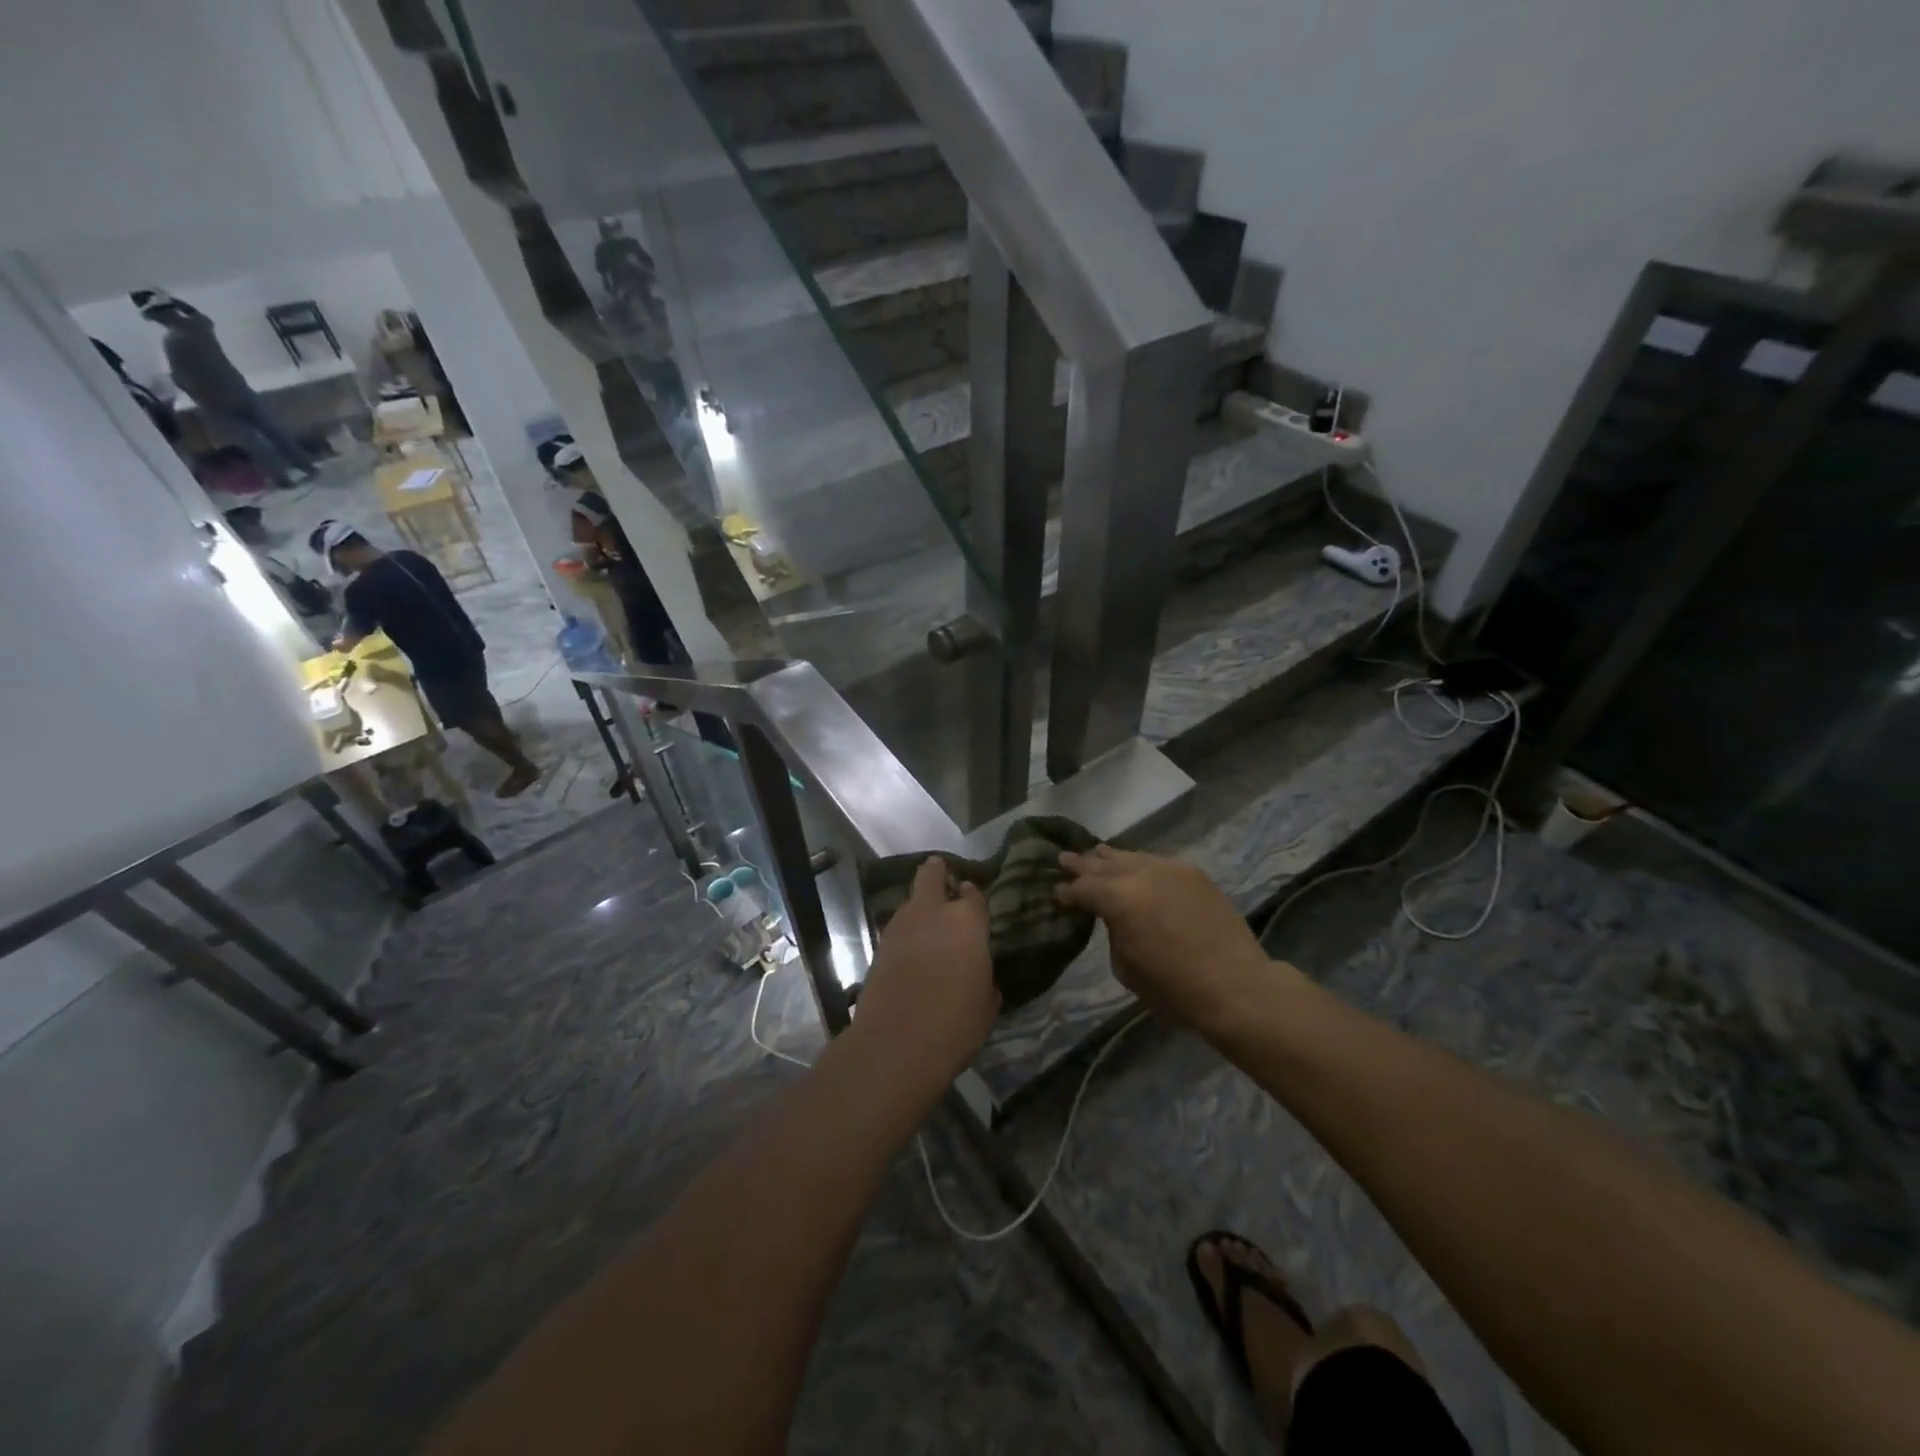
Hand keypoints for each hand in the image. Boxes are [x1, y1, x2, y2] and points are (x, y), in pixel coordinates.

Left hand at [849, 857, 999, 1095]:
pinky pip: (898, 928)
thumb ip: (983, 977)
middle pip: (931, 876)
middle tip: (941, 873)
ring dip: (919, 905)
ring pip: (911, 901)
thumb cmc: (956, 1024)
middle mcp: (932, 913)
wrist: (895, 1044)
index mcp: (967, 921)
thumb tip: (976, 974)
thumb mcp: (986, 1003)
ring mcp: (901, 927)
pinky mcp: (879, 947)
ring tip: (927, 919)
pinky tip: (912, 947)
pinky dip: (906, 931)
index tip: (971, 895)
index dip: (972, 895)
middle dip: (936, 872)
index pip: (973, 895)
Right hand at [1056, 846, 1292, 1032]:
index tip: (1058, 893)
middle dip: (1083, 864)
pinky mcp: (1193, 873)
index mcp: (1119, 900)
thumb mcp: (1126, 968)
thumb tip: (1113, 917)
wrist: (1236, 986)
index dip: (1068, 891)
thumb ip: (1113, 932)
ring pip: (1132, 857)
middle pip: (1104, 865)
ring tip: (1096, 853)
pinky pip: (1157, 862)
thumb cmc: (1174, 989)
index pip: (1084, 888)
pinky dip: (1140, 863)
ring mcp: (1170, 869)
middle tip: (1064, 859)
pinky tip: (1134, 865)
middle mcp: (1142, 875)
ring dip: (1111, 858)